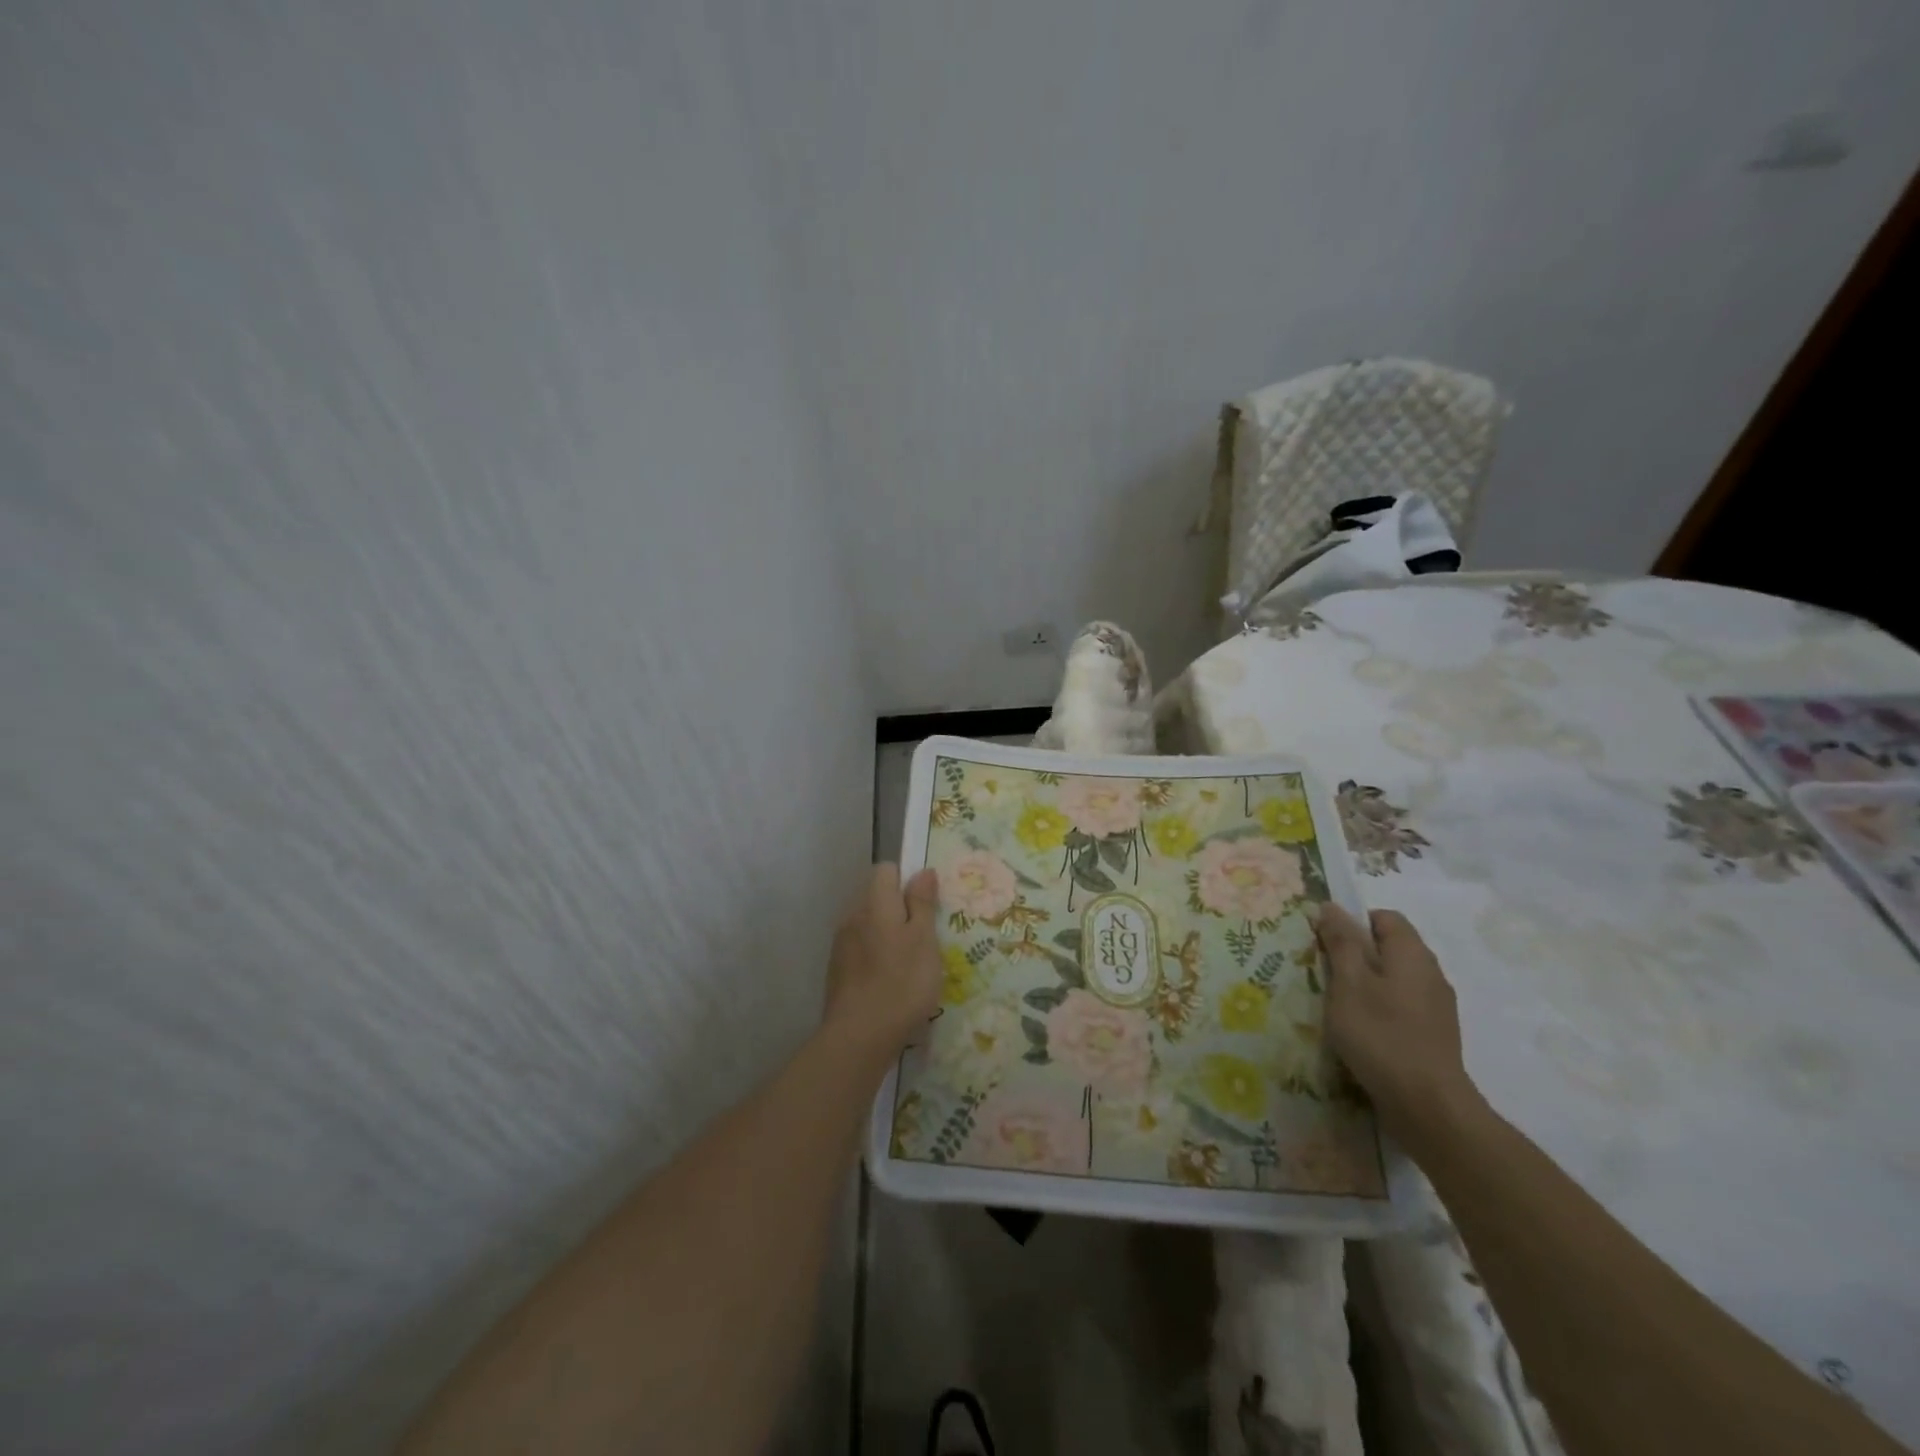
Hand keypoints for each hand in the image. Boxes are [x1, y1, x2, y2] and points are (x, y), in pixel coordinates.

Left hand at [822, 864, 942, 1062]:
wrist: (859, 1036)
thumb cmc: (901, 983)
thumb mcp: (924, 940)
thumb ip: (922, 903)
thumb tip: (922, 871)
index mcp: (875, 903)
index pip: (886, 870)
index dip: (906, 880)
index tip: (926, 905)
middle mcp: (853, 916)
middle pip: (877, 897)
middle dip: (899, 910)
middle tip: (924, 938)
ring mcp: (841, 944)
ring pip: (868, 925)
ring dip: (887, 935)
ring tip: (909, 964)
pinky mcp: (836, 969)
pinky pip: (860, 949)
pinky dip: (875, 956)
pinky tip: (889, 982)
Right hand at [1313, 904, 1476, 1137]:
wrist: (1427, 1106)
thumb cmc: (1380, 1034)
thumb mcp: (1348, 982)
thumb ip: (1340, 942)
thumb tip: (1331, 907)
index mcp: (1412, 954)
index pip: (1384, 917)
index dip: (1353, 922)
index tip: (1326, 944)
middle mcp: (1430, 973)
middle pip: (1389, 947)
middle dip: (1356, 955)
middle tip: (1326, 975)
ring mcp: (1437, 1007)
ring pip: (1394, 979)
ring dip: (1366, 985)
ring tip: (1340, 1006)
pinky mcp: (1435, 1035)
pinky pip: (1402, 1007)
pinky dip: (1380, 1010)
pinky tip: (1362, 1033)